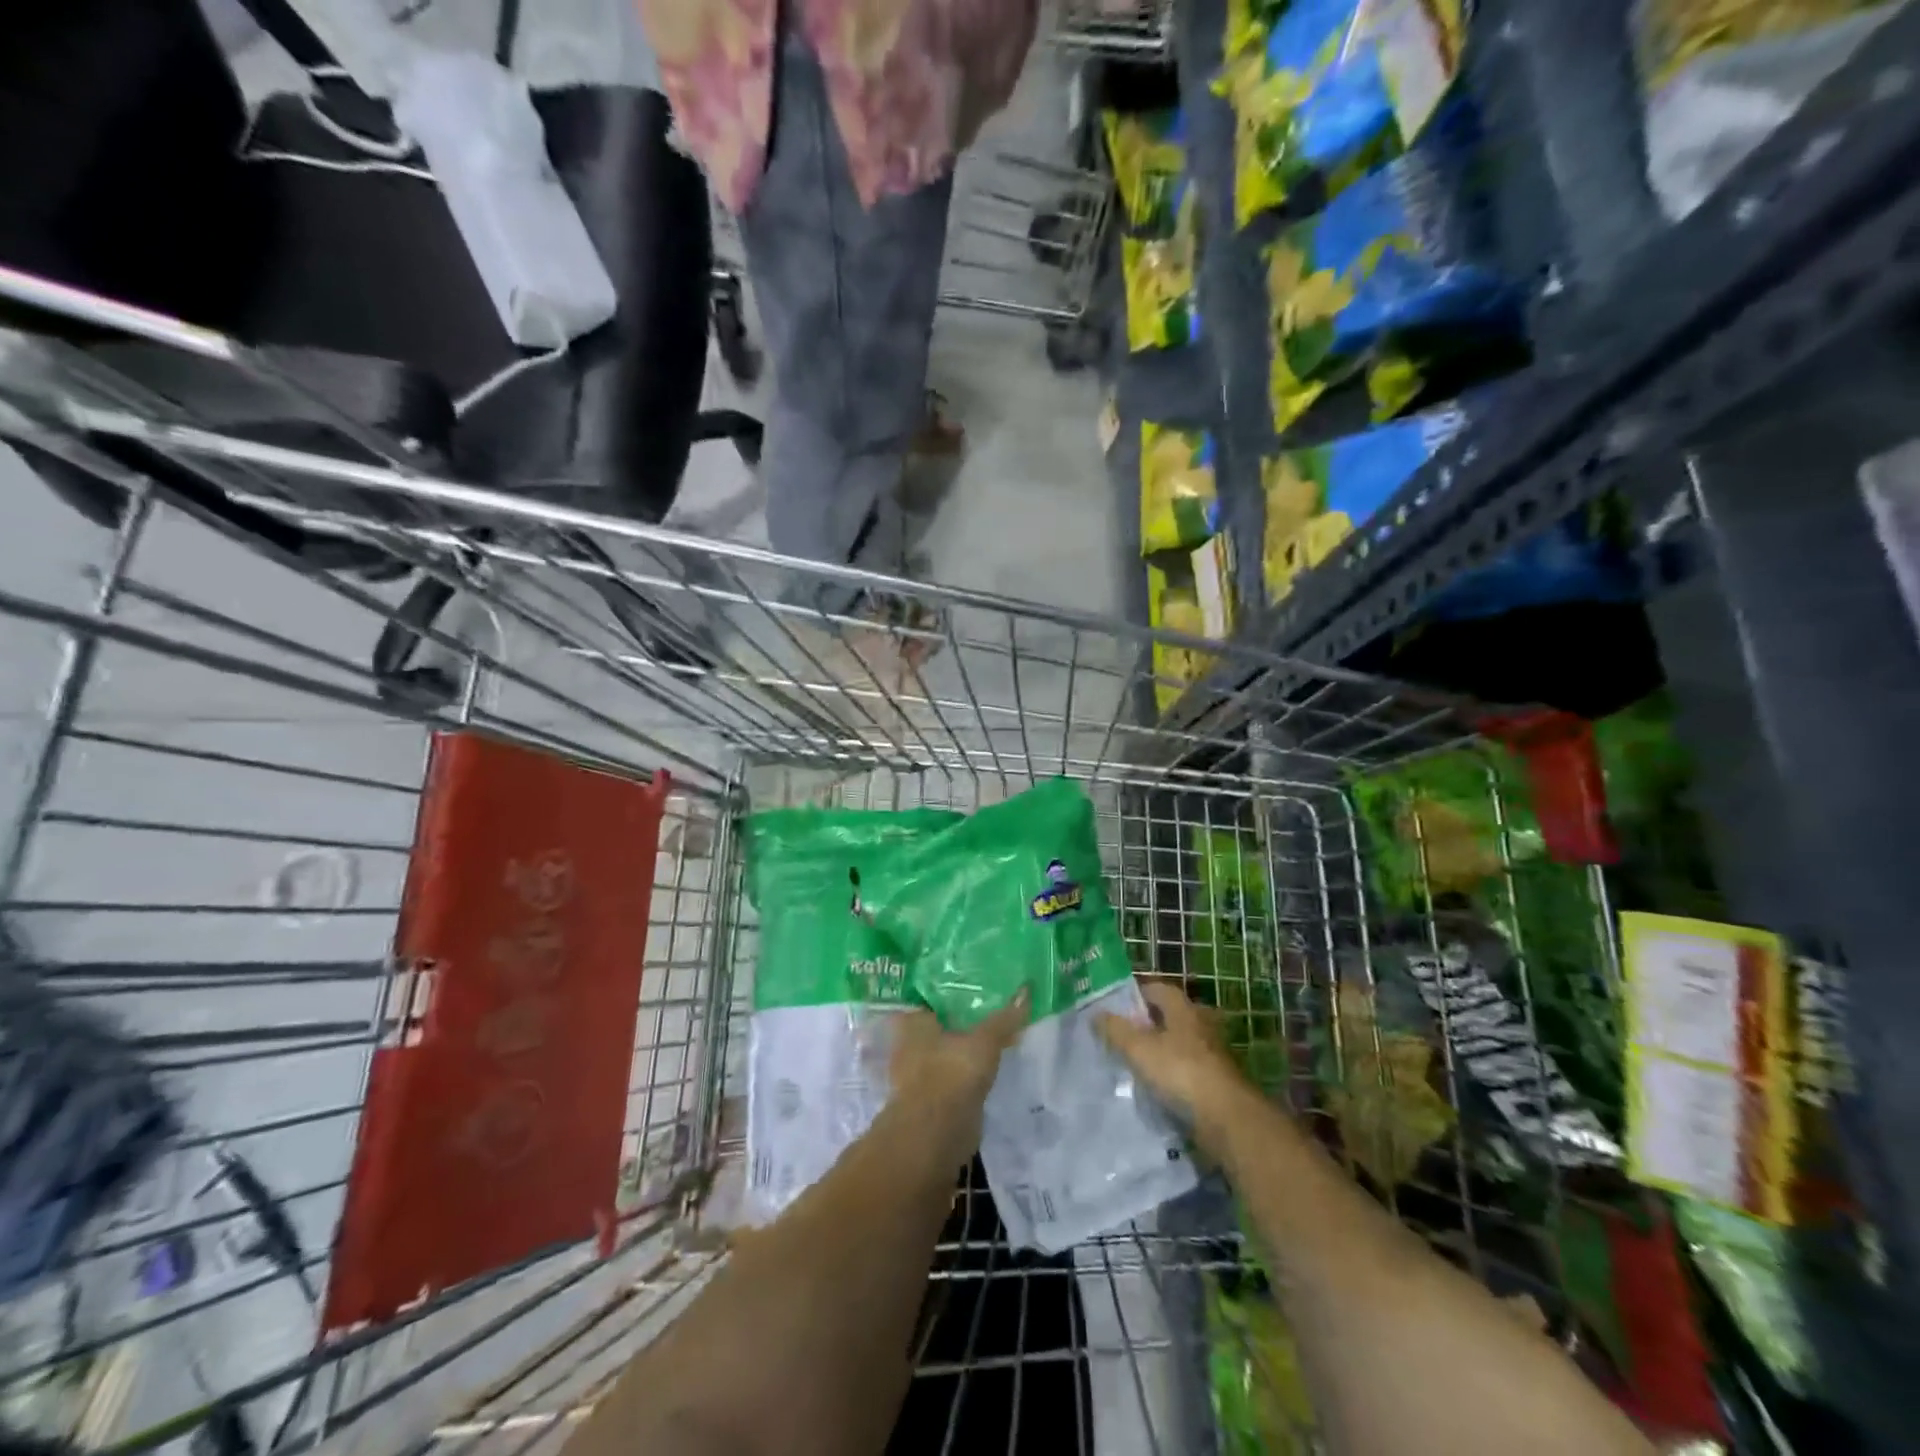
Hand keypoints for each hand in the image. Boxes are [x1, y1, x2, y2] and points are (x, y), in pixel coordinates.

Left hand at [888, 990, 1029, 1165]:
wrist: (935, 1136)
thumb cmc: (952, 1074)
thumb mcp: (984, 1042)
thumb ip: (1004, 1019)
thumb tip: (1026, 990)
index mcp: (912, 1020)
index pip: (933, 995)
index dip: (954, 989)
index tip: (979, 985)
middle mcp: (908, 1042)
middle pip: (941, 1023)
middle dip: (963, 1019)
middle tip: (994, 1007)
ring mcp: (917, 1073)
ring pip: (947, 1049)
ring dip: (966, 1047)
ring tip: (997, 1034)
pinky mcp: (931, 1098)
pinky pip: (953, 1073)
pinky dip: (967, 1070)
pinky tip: (989, 1065)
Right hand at [1097, 980, 1248, 1149]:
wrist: (1227, 1118)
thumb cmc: (1180, 1072)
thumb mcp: (1138, 1048)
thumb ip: (1115, 1030)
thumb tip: (1095, 1014)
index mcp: (1183, 1008)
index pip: (1156, 988)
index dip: (1134, 994)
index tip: (1113, 1006)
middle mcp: (1200, 1023)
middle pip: (1168, 1016)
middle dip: (1145, 1023)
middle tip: (1119, 1034)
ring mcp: (1211, 1053)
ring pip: (1177, 1043)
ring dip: (1158, 1050)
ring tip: (1132, 1062)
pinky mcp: (1215, 1080)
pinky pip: (1185, 1068)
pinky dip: (1170, 1073)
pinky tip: (1153, 1086)